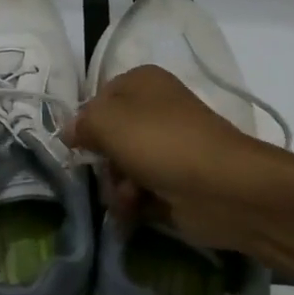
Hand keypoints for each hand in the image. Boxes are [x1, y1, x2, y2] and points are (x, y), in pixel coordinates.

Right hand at [65, 64, 276, 252]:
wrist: (223, 188)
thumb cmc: (161, 143)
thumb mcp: (107, 121)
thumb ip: (81, 122)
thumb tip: (70, 131)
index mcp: (141, 82)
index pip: (97, 99)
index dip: (86, 123)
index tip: (80, 144)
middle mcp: (154, 109)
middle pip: (107, 137)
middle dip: (103, 162)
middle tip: (109, 173)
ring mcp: (166, 147)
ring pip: (120, 167)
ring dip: (116, 187)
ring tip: (129, 198)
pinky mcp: (174, 181)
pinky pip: (139, 191)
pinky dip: (133, 203)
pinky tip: (135, 212)